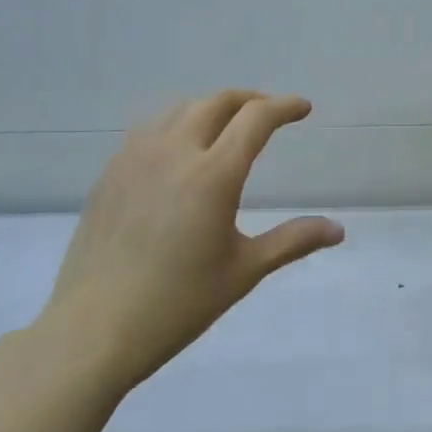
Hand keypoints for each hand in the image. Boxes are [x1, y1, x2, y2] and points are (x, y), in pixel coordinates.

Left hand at [37, 91, 343, 395]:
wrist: (93, 330)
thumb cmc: (177, 304)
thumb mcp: (243, 271)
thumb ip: (293, 240)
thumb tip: (338, 230)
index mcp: (213, 175)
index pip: (256, 118)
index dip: (285, 107)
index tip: (303, 110)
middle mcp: (174, 153)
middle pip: (218, 102)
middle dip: (250, 100)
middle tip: (270, 114)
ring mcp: (135, 159)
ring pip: (180, 109)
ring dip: (212, 108)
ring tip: (227, 127)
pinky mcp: (110, 173)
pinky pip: (149, 130)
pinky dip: (177, 125)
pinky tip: (180, 152)